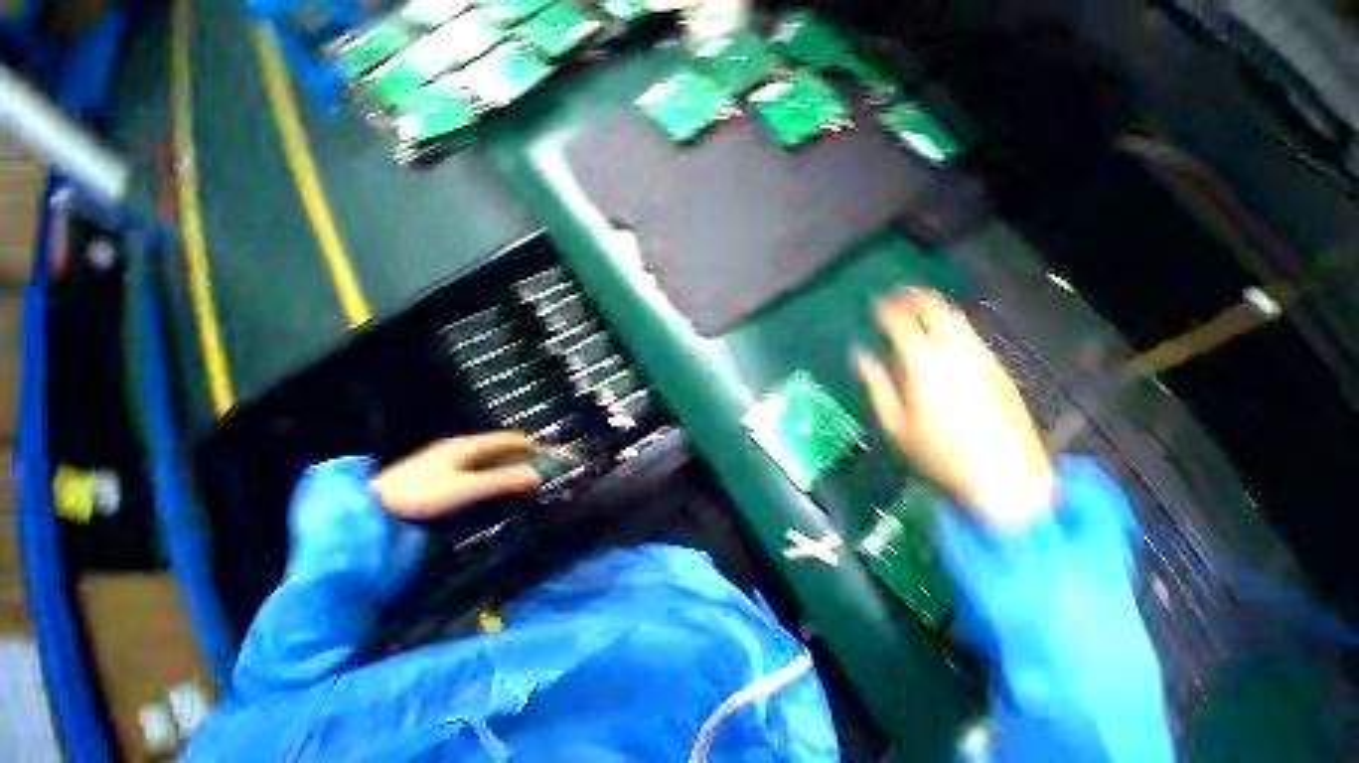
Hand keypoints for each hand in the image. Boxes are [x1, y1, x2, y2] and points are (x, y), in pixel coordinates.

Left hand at [371, 432, 541, 519]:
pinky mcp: (438, 475)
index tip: (550, 456)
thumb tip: (537, 475)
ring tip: (523, 481)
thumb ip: (502, 480)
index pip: (509, 438)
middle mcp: (459, 447)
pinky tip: (494, 488)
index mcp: (467, 445)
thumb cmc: (418, 494)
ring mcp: (447, 460)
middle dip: (522, 457)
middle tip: (540, 472)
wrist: (369, 510)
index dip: (532, 445)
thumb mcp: (465, 488)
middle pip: (500, 447)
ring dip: (507, 467)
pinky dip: (492, 475)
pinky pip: (476, 469)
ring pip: (488, 458)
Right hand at [856, 289, 1055, 529]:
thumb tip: (860, 354)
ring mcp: (982, 358)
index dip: (886, 309)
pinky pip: (972, 336)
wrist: (1005, 478)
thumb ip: (876, 383)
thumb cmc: (938, 454)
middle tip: (898, 295)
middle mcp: (955, 352)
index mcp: (924, 364)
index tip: (875, 304)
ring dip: (935, 308)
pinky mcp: (998, 369)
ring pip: (958, 319)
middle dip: (914, 297)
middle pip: (935, 310)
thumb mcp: (895, 423)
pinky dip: (953, 326)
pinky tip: (944, 337)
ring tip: (918, 309)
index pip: (901, 323)